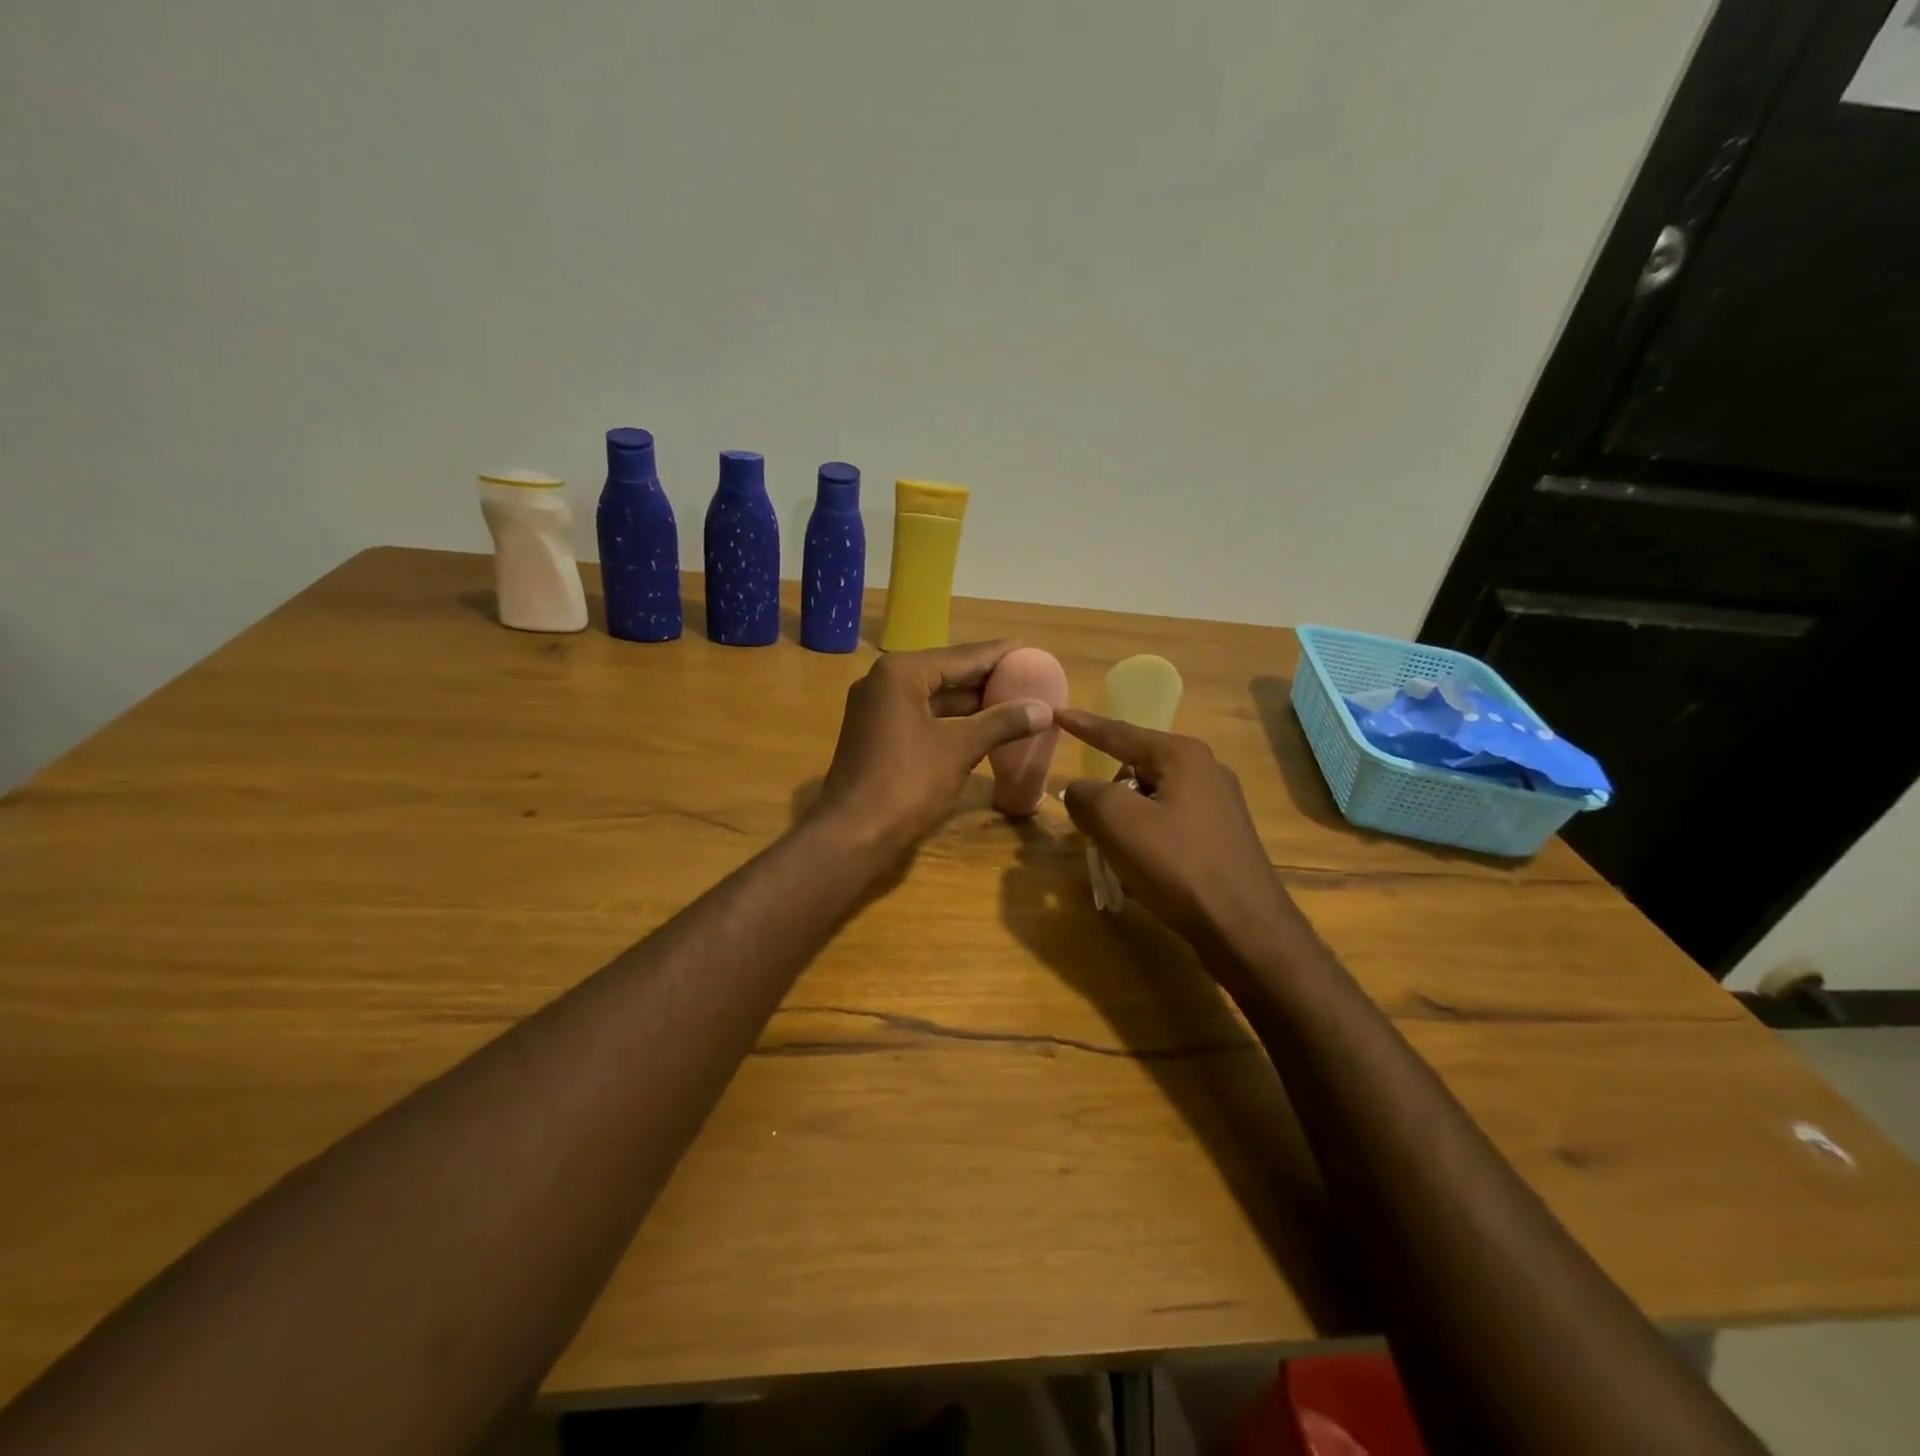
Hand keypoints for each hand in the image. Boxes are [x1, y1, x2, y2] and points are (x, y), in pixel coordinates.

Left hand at [816, 642, 1052, 851]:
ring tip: (1013, 701)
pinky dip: (951, 720)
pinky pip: (922, 716)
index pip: (961, 656)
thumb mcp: (960, 749)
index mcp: (901, 672)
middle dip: (986, 679)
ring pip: (933, 697)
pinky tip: (982, 727)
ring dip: (970, 702)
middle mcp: (883, 681)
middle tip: (1028, 676)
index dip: (998, 655)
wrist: (852, 833)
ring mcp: (876, 709)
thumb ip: (1001, 723)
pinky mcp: (876, 734)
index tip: (1030, 650)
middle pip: (946, 672)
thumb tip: (1044, 709)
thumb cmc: (907, 782)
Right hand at [1057, 708, 1302, 960]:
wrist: (1245, 928)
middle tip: (1092, 828)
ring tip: (1117, 858)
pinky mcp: (1222, 838)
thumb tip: (1079, 791)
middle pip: (1135, 770)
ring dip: (1126, 824)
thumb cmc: (1178, 866)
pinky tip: (1143, 873)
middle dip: (1107, 796)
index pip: (1120, 733)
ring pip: (1151, 801)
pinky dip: (1147, 841)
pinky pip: (1170, 826)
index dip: (1084, 726)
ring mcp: (1219, 806)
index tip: (1057, 715)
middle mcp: (1205, 771)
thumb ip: (1086, 795)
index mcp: (1181, 756)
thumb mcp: (1117, 823)